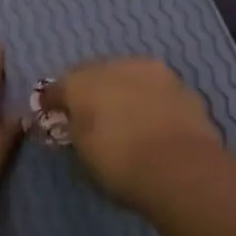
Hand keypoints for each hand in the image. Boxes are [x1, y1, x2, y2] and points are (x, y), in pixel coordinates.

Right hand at [38, 58, 224, 212]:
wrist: (182, 169)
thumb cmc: (119, 163)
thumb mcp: (83, 152)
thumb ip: (75, 129)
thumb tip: (75, 122)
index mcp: (80, 81)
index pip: (58, 87)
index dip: (53, 103)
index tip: (53, 116)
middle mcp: (114, 66)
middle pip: (94, 75)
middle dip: (90, 92)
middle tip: (91, 115)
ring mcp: (152, 72)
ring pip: (128, 77)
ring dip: (122, 92)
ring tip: (124, 117)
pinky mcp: (183, 86)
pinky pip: (155, 90)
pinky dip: (149, 101)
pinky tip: (150, 121)